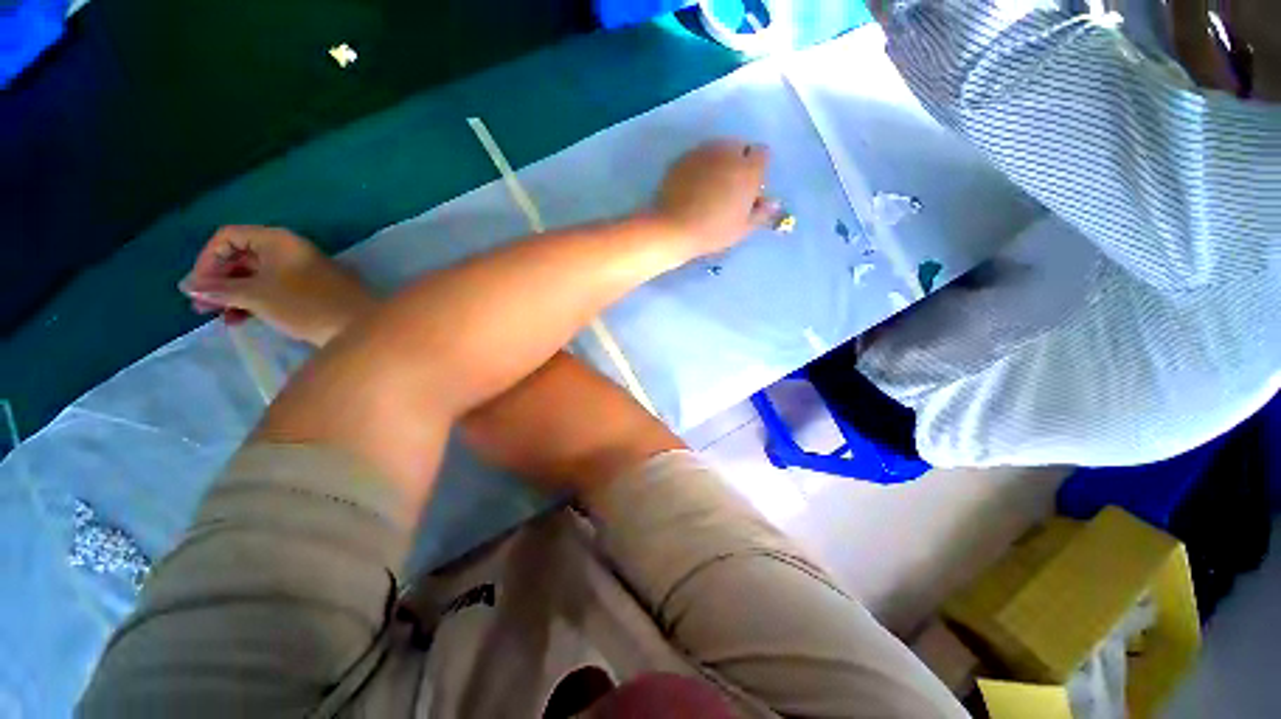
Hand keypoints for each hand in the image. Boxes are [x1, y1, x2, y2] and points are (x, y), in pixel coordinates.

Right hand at [179, 226, 377, 346]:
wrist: (360, 327)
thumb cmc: (306, 306)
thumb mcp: (256, 296)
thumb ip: (219, 289)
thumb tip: (188, 285)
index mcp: (278, 240)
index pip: (228, 236)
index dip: (207, 259)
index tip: (197, 287)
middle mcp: (291, 249)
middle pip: (242, 256)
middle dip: (218, 280)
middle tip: (202, 308)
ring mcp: (303, 269)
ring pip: (257, 275)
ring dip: (234, 294)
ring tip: (220, 318)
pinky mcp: (312, 290)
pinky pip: (274, 288)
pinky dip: (255, 300)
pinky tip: (242, 320)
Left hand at [653, 139, 778, 255]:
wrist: (674, 228)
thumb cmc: (713, 231)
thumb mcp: (742, 228)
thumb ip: (761, 213)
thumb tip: (772, 203)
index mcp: (748, 168)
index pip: (762, 154)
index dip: (757, 170)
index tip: (749, 189)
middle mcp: (728, 152)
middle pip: (739, 148)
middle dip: (738, 163)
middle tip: (728, 189)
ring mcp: (703, 152)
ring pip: (718, 150)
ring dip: (718, 163)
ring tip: (709, 189)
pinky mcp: (683, 157)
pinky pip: (698, 157)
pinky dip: (699, 167)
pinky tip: (692, 188)